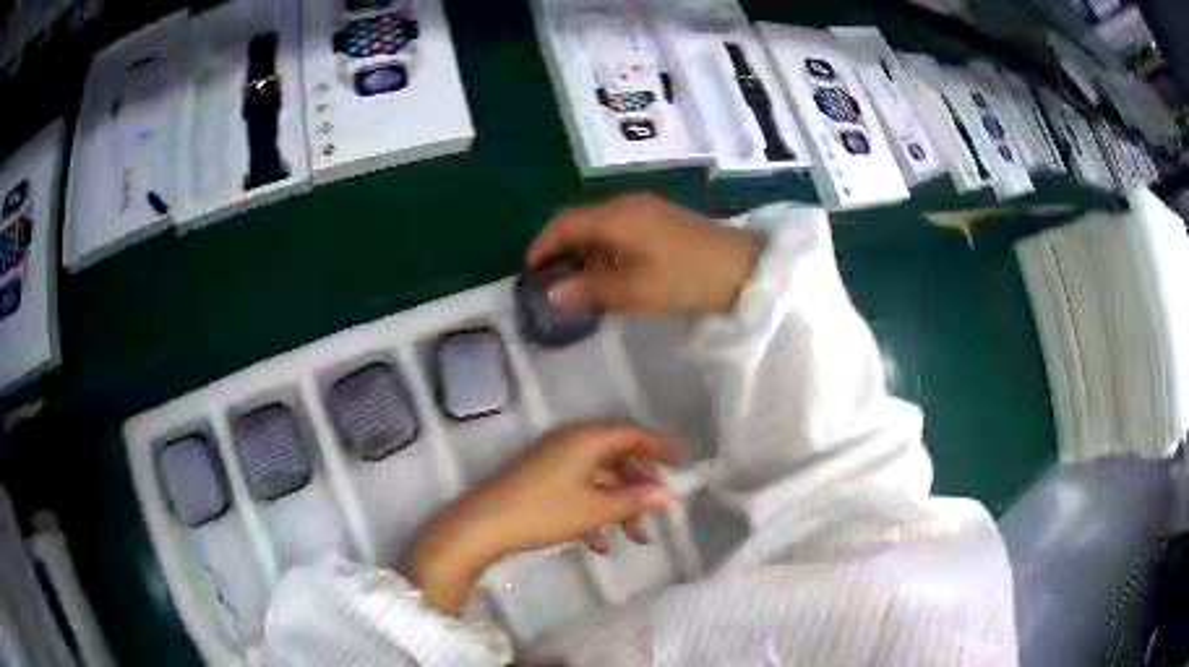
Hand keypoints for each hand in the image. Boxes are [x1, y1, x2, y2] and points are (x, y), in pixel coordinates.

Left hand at [407, 423, 677, 615]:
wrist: (483, 525)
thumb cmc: (544, 511)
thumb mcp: (594, 509)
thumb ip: (634, 500)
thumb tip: (667, 495)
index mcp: (587, 439)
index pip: (633, 433)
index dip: (659, 446)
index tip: (682, 463)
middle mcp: (572, 442)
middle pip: (618, 459)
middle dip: (639, 488)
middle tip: (657, 513)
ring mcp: (554, 461)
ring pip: (599, 479)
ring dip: (618, 506)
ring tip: (634, 538)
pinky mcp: (541, 480)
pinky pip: (578, 490)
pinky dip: (593, 512)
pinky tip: (598, 544)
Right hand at [526, 193, 760, 314]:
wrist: (744, 268)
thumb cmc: (687, 278)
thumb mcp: (635, 290)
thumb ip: (591, 289)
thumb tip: (553, 293)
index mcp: (616, 216)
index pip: (564, 223)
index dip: (542, 245)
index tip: (530, 270)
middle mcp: (627, 204)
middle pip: (580, 220)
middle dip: (561, 247)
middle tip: (551, 279)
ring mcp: (647, 208)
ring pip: (600, 224)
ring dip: (583, 248)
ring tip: (577, 280)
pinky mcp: (661, 218)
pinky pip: (620, 227)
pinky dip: (604, 246)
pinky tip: (609, 269)